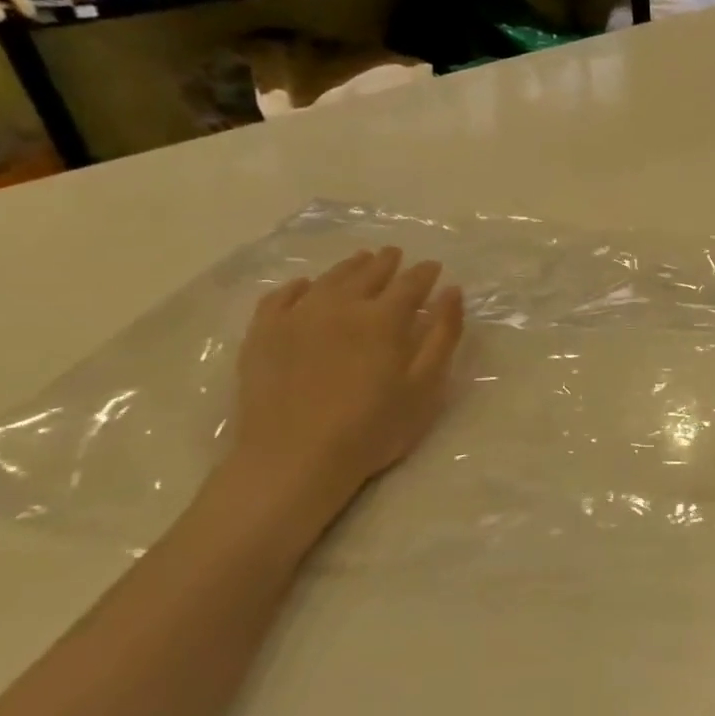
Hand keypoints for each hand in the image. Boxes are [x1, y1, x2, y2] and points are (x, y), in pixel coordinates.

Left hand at [217, 247, 464, 544]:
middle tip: (395, 255)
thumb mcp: (425, 386)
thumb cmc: (372, 428)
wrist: (293, 460)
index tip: (434, 267)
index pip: (411, 283)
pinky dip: (298, 286)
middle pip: (368, 273)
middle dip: (386, 262)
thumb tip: (452, 291)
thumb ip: (443, 335)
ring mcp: (297, 317)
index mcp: (384, 318)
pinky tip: (305, 287)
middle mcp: (341, 306)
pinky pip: (281, 297)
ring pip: (328, 279)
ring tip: (361, 261)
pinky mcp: (263, 335)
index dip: (424, 273)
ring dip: (349, 267)